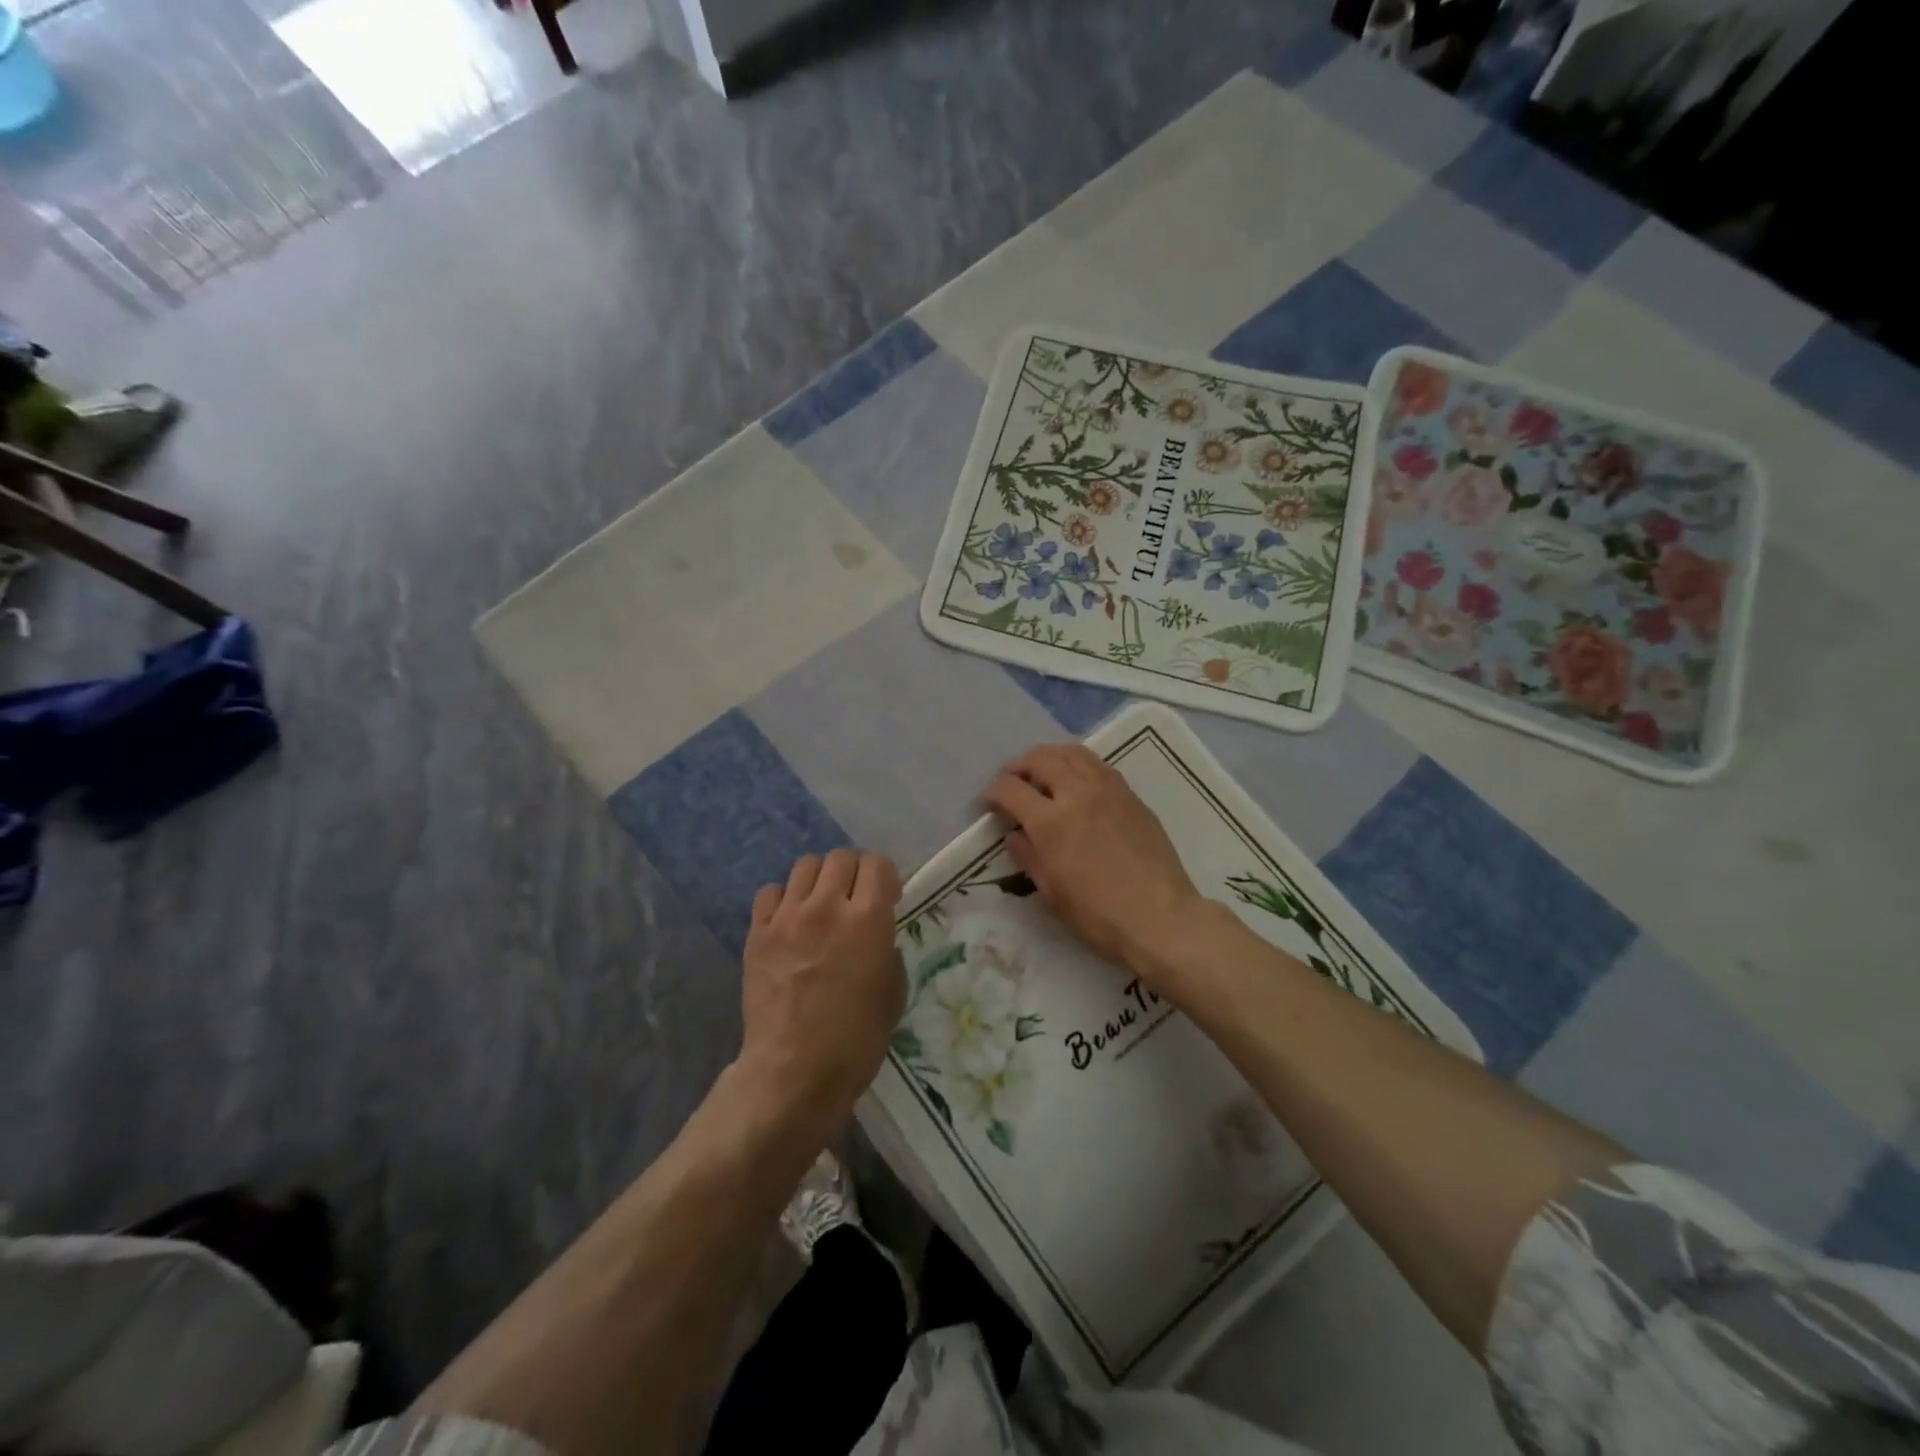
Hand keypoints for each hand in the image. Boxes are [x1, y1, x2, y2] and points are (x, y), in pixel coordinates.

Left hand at [738, 849, 904, 1126]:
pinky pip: (771, 892)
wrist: (794, 1071)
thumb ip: (886, 948)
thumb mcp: (892, 992)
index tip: (886, 897)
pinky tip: (789, 923)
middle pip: (841, 857)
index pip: (877, 863)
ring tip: (820, 906)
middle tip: (853, 899)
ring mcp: (788, 917)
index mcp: (868, 920)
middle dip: (853, 873)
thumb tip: (876, 934)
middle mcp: (827, 906)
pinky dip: (784, 899)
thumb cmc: (855, 1040)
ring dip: (819, 880)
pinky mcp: (758, 932)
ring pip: (805, 865)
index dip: (885, 876)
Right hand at [983, 745, 1204, 976]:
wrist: (1160, 918)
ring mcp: (1108, 790)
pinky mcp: (1131, 796)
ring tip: (1042, 770)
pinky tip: (1076, 779)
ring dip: (1050, 756)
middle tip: (1012, 779)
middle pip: (1041, 759)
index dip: (994, 792)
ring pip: (1072, 753)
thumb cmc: (1098, 915)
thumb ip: (1028, 855)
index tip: (990, 802)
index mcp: (1051, 822)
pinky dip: (1078, 763)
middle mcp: (1078, 794)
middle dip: (1019, 765)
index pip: (1011, 789)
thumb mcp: (1051, 893)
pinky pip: (1098, 765)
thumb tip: (1015, 833)